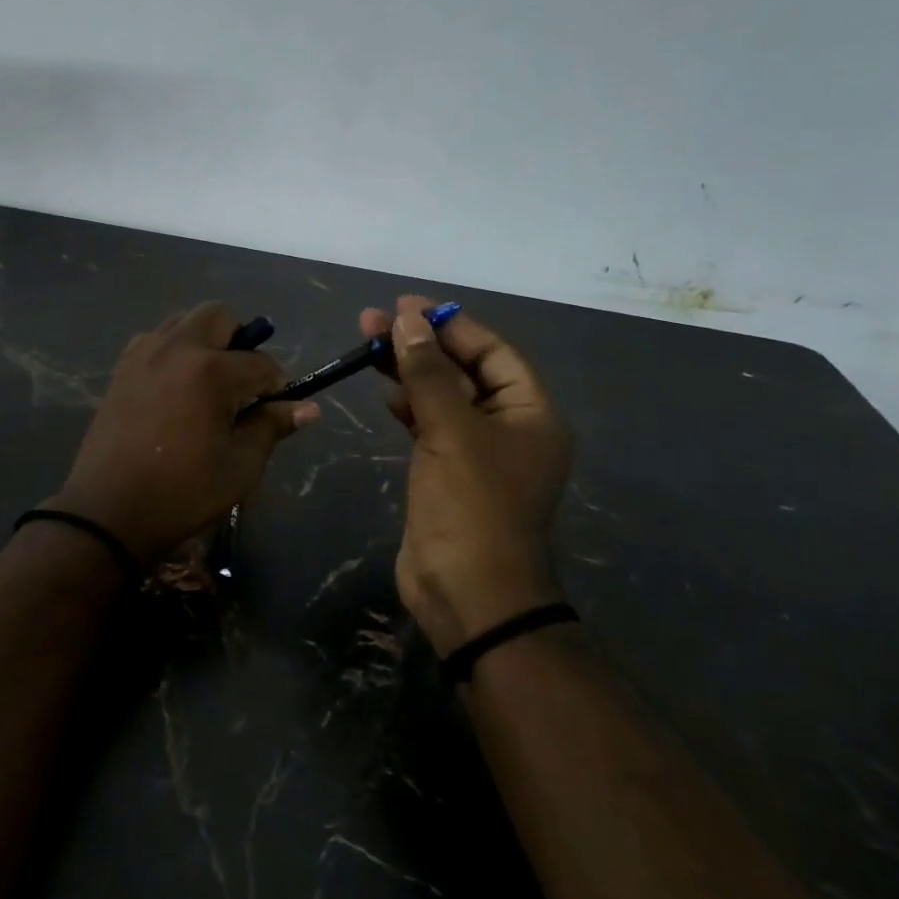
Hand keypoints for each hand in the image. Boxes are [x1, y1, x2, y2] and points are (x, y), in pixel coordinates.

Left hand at [50, 303, 318, 563]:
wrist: (109, 512)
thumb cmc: (183, 492)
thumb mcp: (240, 465)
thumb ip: (271, 426)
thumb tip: (308, 408)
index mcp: (210, 370)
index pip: (261, 364)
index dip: (277, 387)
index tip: (275, 411)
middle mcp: (175, 348)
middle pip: (218, 317)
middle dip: (239, 342)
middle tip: (241, 385)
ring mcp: (142, 354)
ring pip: (183, 323)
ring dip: (204, 342)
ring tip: (207, 386)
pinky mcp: (121, 369)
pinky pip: (155, 341)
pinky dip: (174, 352)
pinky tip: (176, 391)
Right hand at [360, 296, 572, 653]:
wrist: (467, 592)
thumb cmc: (471, 505)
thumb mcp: (451, 430)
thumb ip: (428, 373)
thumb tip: (407, 320)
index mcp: (531, 413)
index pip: (492, 351)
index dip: (450, 325)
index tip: (405, 306)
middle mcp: (510, 427)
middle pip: (464, 370)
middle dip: (421, 345)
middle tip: (372, 322)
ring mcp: (477, 452)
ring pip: (443, 397)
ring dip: (409, 372)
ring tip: (367, 345)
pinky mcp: (448, 473)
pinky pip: (430, 425)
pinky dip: (408, 406)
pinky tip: (384, 392)